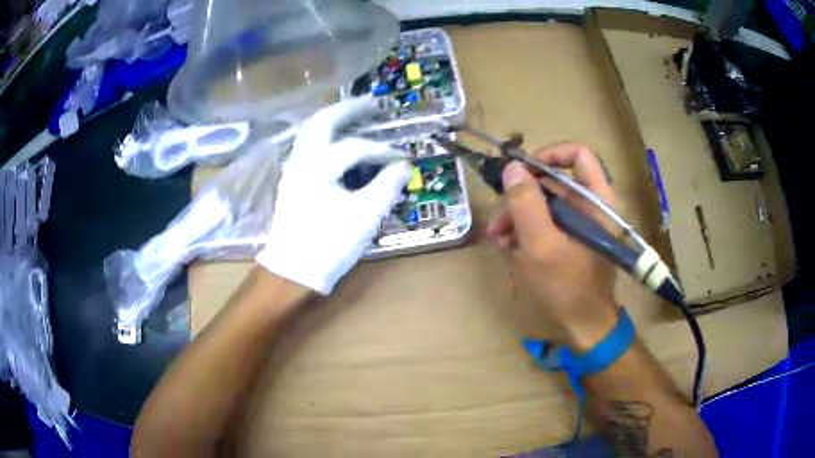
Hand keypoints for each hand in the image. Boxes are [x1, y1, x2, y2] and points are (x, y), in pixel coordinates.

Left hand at [256, 99, 411, 293]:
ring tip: (355, 116)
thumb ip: (387, 186)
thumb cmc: (329, 244)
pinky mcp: (292, 181)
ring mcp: (293, 169)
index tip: (402, 158)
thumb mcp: (365, 216)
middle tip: (372, 103)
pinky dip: (324, 135)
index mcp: (319, 165)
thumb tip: (404, 166)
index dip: (382, 150)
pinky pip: (308, 146)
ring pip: (311, 132)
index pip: (356, 147)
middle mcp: (302, 159)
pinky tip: (337, 142)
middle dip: (349, 110)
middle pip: (323, 121)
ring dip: (333, 119)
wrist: (293, 271)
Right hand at [486, 142, 618, 350]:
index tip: (522, 173)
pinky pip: (549, 221)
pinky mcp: (573, 237)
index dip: (549, 154)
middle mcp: (593, 204)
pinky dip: (528, 229)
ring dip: (520, 216)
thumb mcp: (541, 245)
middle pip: (555, 181)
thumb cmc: (567, 286)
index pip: (578, 154)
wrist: (584, 324)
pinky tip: (510, 246)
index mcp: (598, 199)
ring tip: (498, 238)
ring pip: (547, 203)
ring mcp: (583, 222)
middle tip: (499, 219)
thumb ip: (526, 204)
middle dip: (522, 196)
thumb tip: (512, 167)